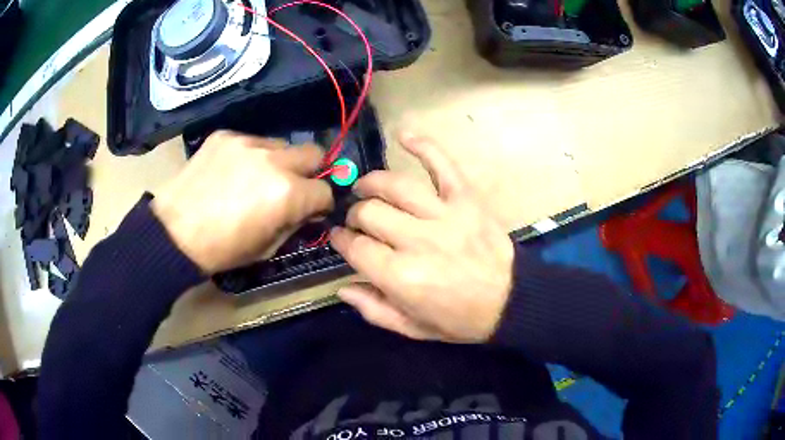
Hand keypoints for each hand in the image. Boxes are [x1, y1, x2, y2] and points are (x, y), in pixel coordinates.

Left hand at [152, 131, 332, 273]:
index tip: (312, 209)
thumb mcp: (267, 248)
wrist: (173, 233)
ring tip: (256, 178)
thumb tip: (308, 210)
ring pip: (281, 145)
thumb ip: (294, 224)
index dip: (321, 203)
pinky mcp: (226, 135)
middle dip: (311, 171)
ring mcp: (248, 143)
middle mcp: (273, 160)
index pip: (325, 190)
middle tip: (294, 186)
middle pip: (314, 153)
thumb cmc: (222, 250)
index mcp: (287, 193)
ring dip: (279, 162)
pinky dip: (250, 156)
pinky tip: (232, 172)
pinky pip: (251, 141)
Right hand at [330, 133, 514, 342]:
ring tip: (364, 187)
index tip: (340, 239)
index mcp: (401, 277)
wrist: (510, 301)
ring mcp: (444, 215)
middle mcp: (418, 241)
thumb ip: (373, 309)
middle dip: (354, 215)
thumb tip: (342, 286)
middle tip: (357, 220)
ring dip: (372, 183)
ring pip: (395, 186)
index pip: (356, 247)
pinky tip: (403, 135)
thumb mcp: (412, 328)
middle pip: (370, 212)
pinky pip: (442, 165)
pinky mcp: (466, 200)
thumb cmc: (460, 320)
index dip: (341, 241)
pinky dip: (423, 146)